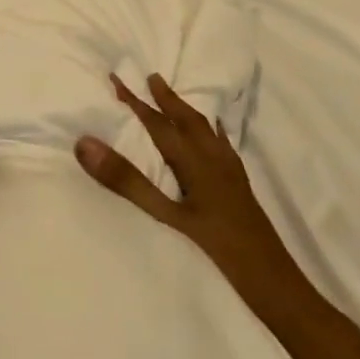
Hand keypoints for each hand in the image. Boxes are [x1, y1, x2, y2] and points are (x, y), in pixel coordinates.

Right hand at [76, 74, 309, 325]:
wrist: (273, 281)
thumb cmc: (217, 249)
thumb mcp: (166, 216)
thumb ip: (128, 181)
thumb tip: (87, 143)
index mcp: (195, 162)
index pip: (158, 124)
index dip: (135, 101)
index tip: (116, 77)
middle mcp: (214, 158)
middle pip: (187, 120)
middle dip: (166, 98)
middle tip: (151, 77)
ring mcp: (231, 172)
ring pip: (206, 130)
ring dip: (186, 110)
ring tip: (176, 98)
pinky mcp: (240, 185)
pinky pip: (223, 145)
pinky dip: (212, 131)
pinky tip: (214, 135)